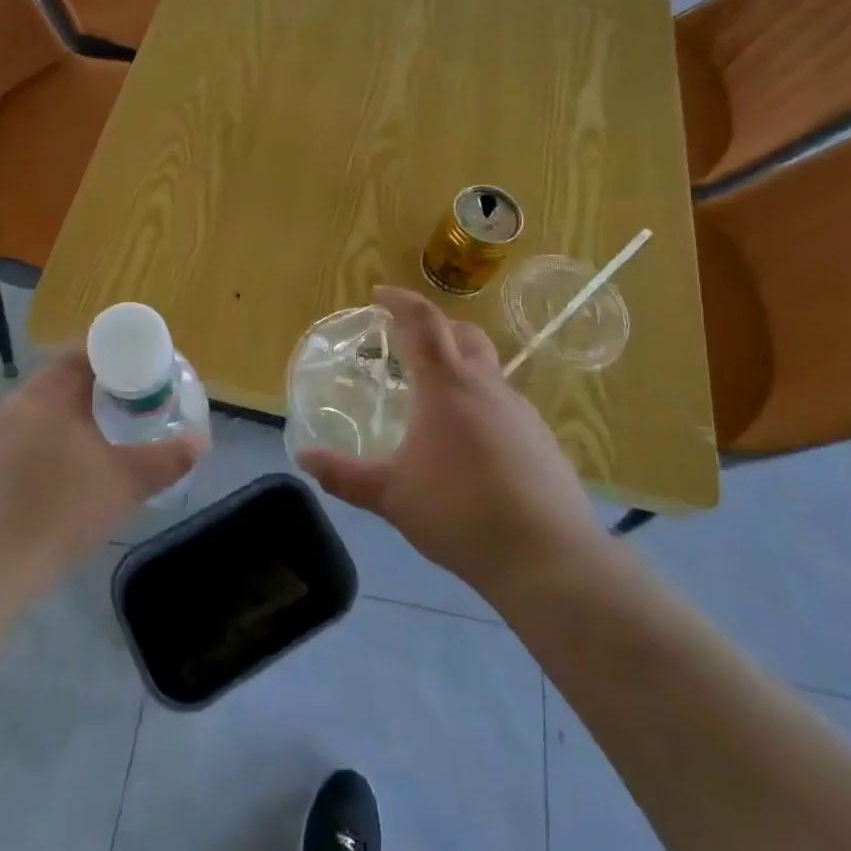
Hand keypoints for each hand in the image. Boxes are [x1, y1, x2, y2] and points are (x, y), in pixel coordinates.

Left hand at [0, 353, 202, 601]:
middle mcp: (10, 405)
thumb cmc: (56, 515)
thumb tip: (201, 441)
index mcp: (45, 395)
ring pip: (36, 413)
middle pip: (59, 381)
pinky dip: (43, 445)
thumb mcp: (123, 485)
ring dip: (68, 418)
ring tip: (98, 442)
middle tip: (129, 406)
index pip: (81, 352)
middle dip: (96, 389)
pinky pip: (16, 441)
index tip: (142, 367)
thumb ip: (166, 460)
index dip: (115, 353)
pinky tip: (57, 478)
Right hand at [297, 286, 606, 597]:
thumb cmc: (459, 512)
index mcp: (447, 386)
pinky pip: (506, 407)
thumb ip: (344, 475)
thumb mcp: (390, 495)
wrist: (546, 556)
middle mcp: (488, 387)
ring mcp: (522, 413)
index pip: (423, 322)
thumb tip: (304, 459)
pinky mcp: (543, 441)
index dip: (400, 301)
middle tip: (409, 343)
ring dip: (461, 369)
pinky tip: (471, 446)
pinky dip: (482, 406)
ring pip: (489, 372)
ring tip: (435, 402)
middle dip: (436, 328)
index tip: (380, 294)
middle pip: (465, 335)